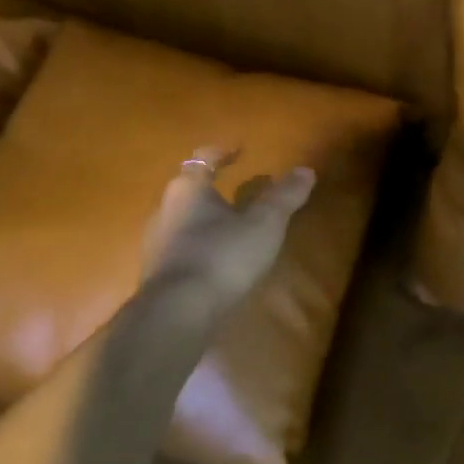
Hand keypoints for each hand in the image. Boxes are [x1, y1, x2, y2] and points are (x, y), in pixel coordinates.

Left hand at [141, 148, 316, 304]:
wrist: (177, 313)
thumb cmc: (222, 256)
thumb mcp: (264, 224)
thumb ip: (284, 197)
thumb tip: (306, 170)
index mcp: (189, 189)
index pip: (203, 159)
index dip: (222, 152)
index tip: (239, 150)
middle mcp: (165, 210)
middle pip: (191, 190)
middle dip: (216, 189)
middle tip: (243, 192)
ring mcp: (157, 244)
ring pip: (185, 221)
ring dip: (208, 220)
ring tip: (235, 228)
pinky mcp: (158, 274)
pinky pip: (182, 249)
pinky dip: (202, 247)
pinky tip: (220, 261)